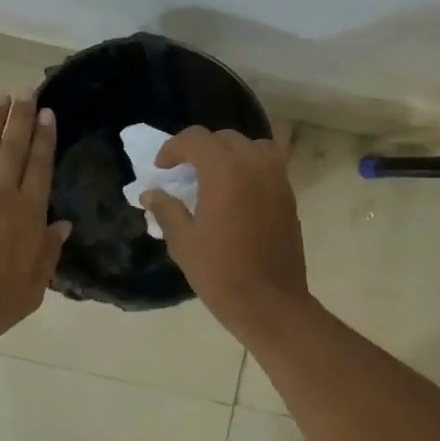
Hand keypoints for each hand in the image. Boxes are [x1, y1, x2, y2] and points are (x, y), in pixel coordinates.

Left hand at [0, 94, 71, 351]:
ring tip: (0, 98)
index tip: (46, 113)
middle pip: (12, 147)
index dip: (44, 138)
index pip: (39, 166)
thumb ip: (47, 254)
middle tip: (26, 91)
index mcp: (27, 214)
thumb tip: (60, 225)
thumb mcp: (31, 290)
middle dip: (20, 117)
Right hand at [141, 128, 310, 339]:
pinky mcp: (289, 196)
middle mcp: (254, 165)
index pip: (196, 139)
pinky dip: (251, 167)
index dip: (173, 148)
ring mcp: (277, 179)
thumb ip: (166, 210)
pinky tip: (238, 192)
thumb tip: (150, 193)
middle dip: (200, 149)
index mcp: (224, 171)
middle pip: (224, 138)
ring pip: (252, 146)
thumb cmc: (220, 273)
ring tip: (215, 177)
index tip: (161, 168)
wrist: (269, 302)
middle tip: (184, 173)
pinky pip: (270, 165)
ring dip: (230, 154)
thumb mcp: (183, 242)